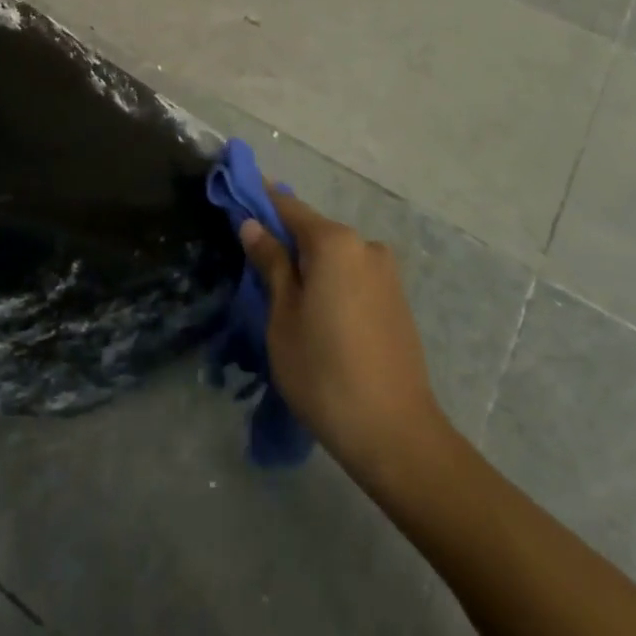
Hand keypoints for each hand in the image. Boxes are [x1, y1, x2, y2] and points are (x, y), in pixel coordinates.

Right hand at [238, 194, 449, 483]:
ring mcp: (386, 272)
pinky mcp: (397, 299)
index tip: (237, 201)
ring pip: (335, 257)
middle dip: (285, 243)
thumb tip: (253, 224)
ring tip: (286, 304)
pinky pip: (354, 277)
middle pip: (314, 232)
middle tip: (255, 269)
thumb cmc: (324, 373)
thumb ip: (271, 263)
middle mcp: (365, 245)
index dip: (261, 202)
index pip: (288, 207)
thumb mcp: (283, 317)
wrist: (396, 434)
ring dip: (310, 268)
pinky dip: (332, 284)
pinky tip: (319, 318)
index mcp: (335, 242)